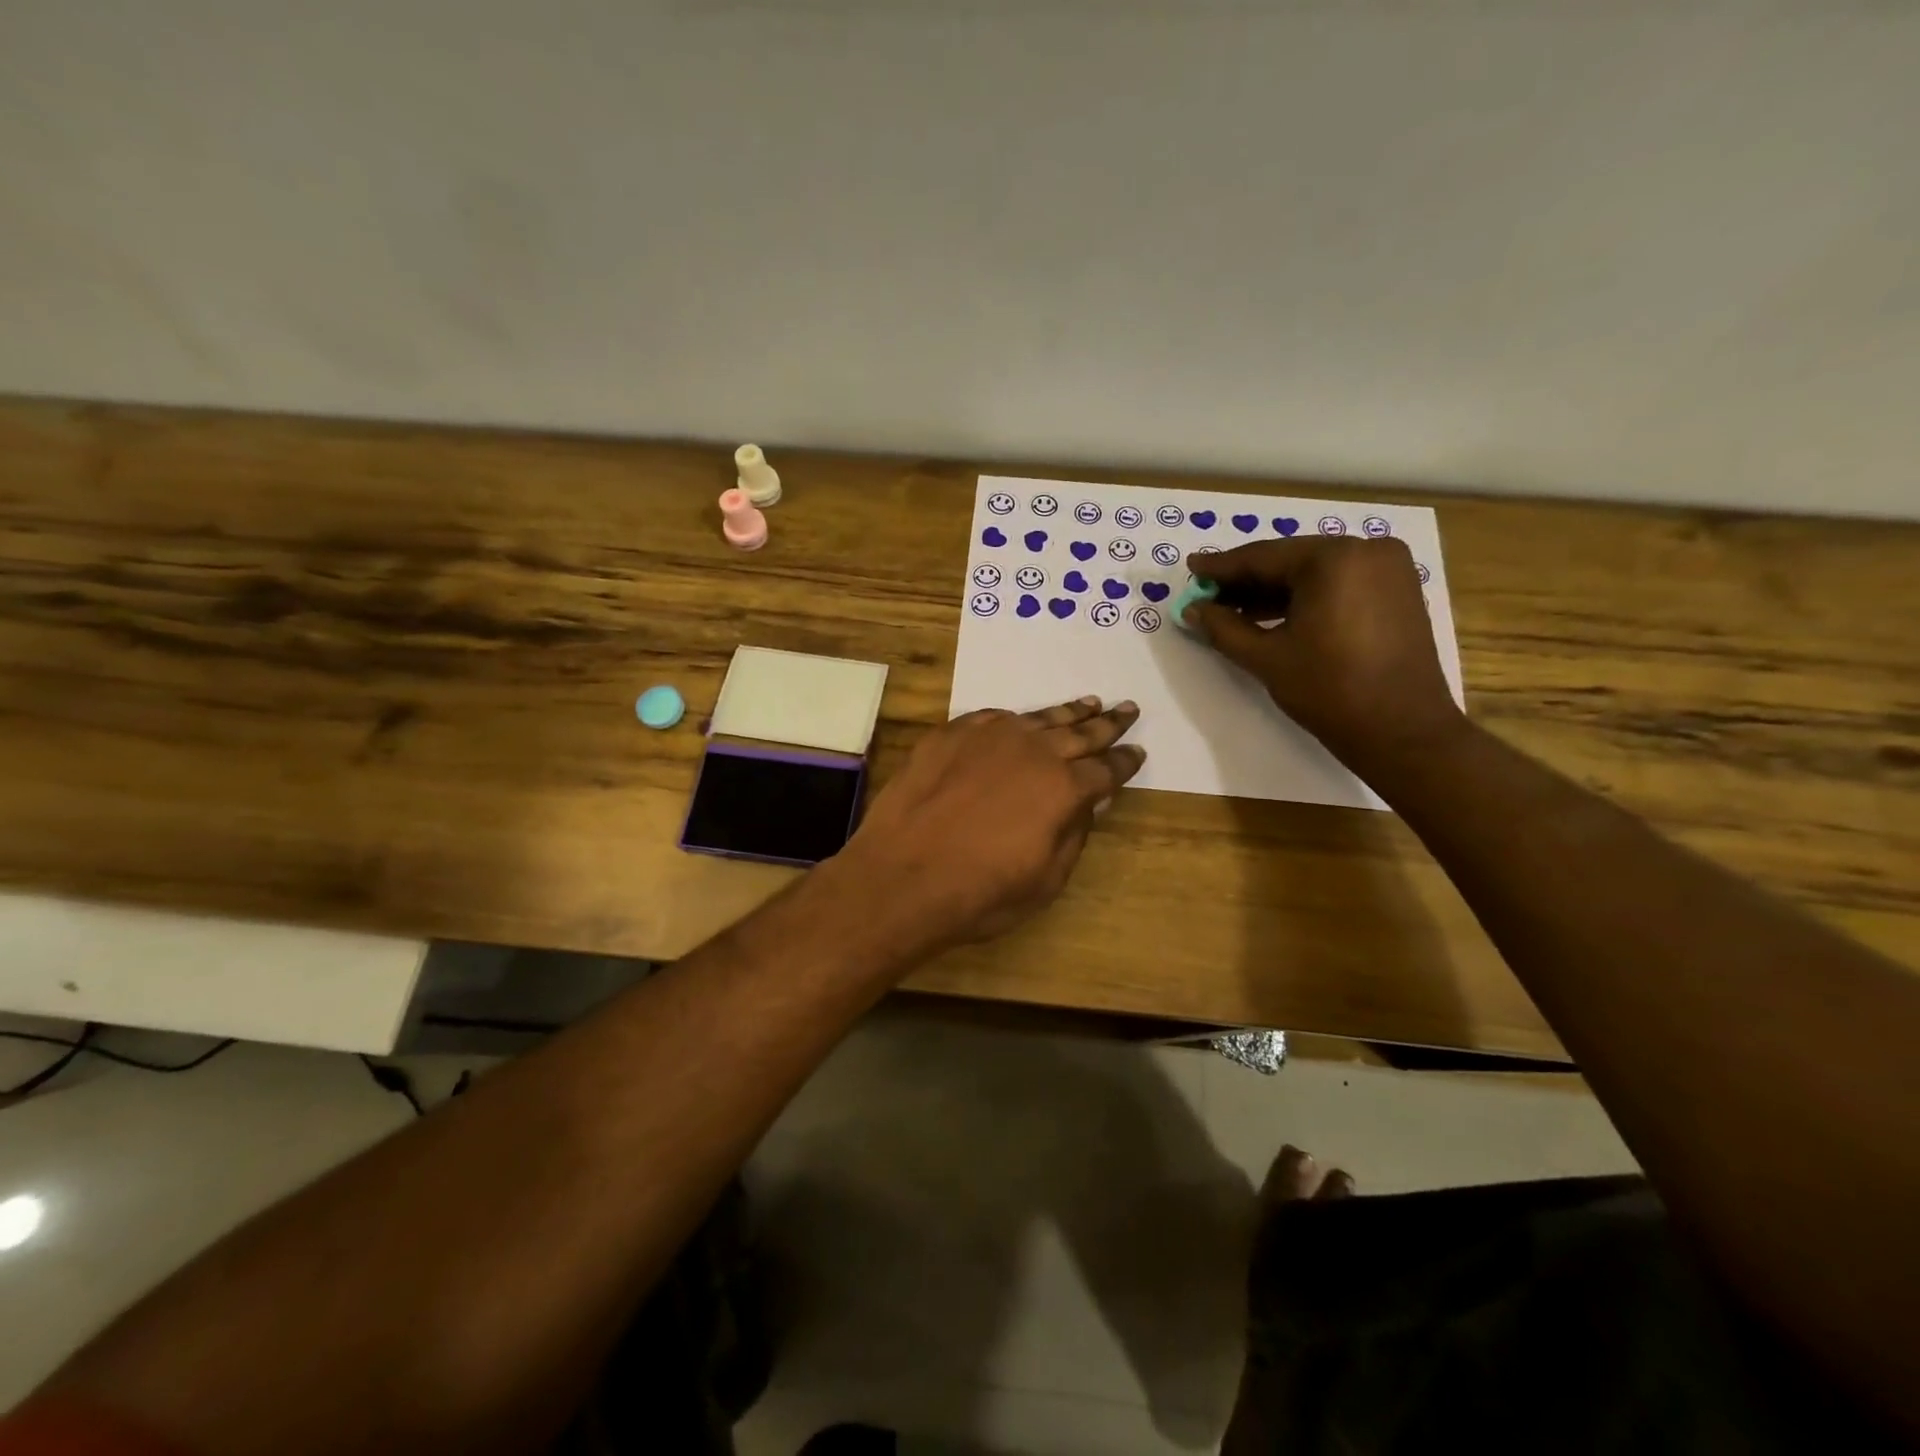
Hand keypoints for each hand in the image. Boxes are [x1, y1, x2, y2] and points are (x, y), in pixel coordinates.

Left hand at [840, 697, 1144, 951]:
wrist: (902, 877)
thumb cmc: (980, 893)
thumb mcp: (1045, 880)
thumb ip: (1073, 835)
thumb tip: (1088, 805)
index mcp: (1064, 788)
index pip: (1106, 769)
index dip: (1124, 762)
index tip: (1137, 752)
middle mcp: (1033, 751)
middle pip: (1080, 732)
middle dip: (1107, 723)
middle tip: (1127, 709)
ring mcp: (989, 736)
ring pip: (1039, 718)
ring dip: (1068, 712)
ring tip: (1089, 702)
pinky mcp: (951, 733)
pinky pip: (993, 718)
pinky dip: (1015, 719)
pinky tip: (1022, 720)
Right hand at [1182, 538, 1463, 778]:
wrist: (1402, 731)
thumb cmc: (1330, 690)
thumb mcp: (1266, 658)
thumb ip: (1223, 628)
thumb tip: (1192, 609)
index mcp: (1334, 559)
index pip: (1263, 557)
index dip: (1222, 566)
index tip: (1191, 568)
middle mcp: (1366, 550)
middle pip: (1290, 560)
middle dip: (1247, 580)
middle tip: (1208, 593)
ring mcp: (1388, 569)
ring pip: (1314, 572)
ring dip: (1274, 591)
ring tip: (1233, 610)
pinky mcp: (1398, 591)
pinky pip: (1339, 584)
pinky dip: (1305, 598)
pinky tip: (1274, 615)